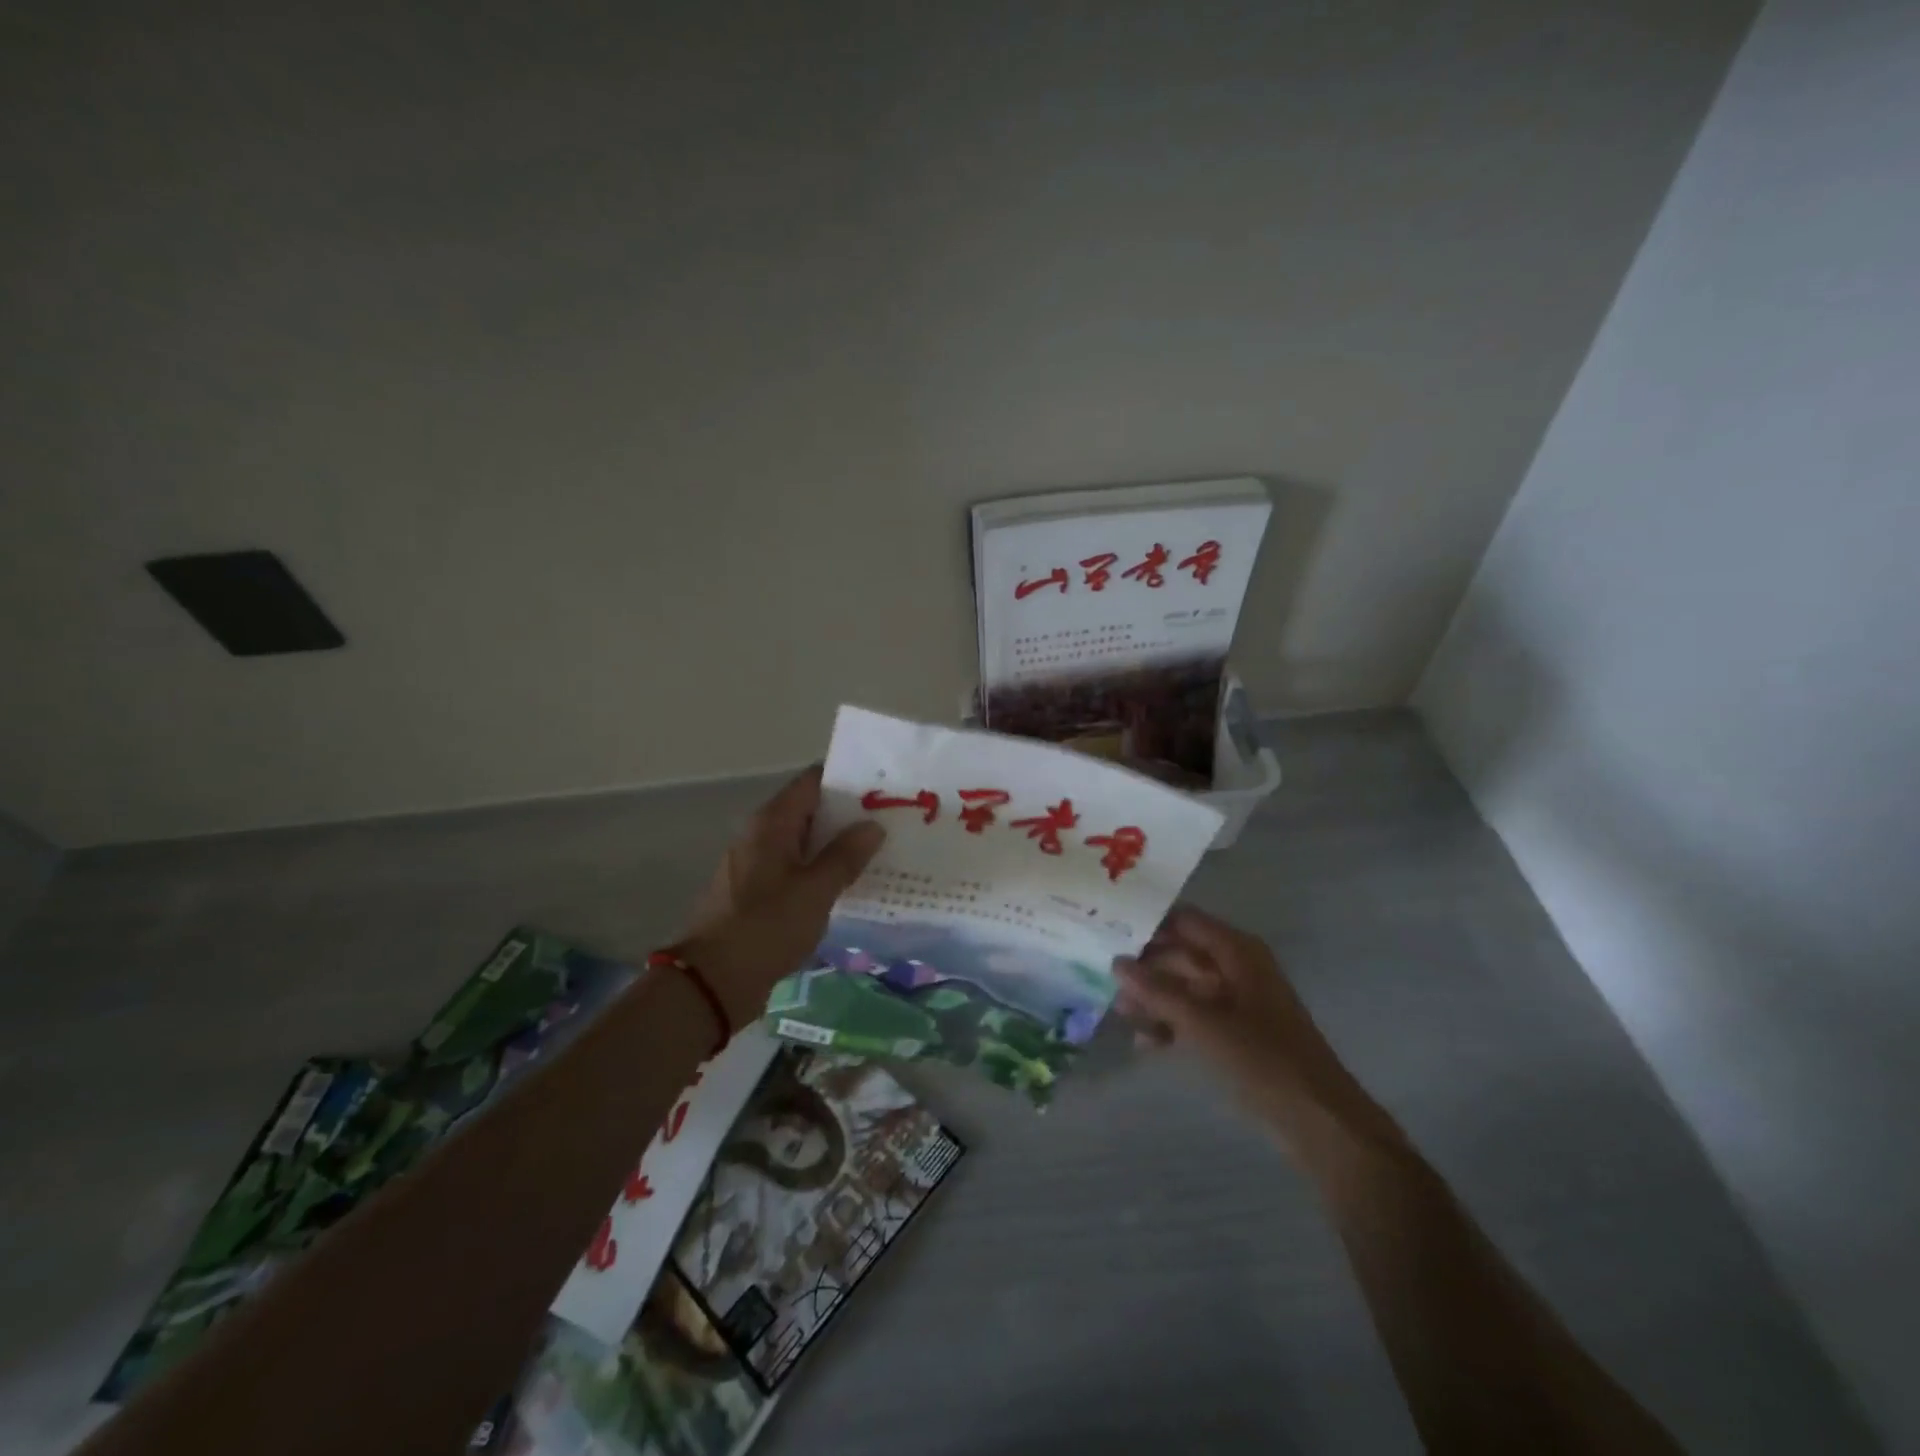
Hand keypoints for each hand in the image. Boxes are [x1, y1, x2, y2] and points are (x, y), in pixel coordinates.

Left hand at [675, 765, 884, 1028]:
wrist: (712, 981)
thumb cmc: (766, 927)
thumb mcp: (816, 891)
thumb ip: (846, 855)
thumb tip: (873, 825)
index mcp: (772, 823)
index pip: (813, 781)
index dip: (847, 781)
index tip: (882, 789)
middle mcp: (759, 834)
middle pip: (809, 810)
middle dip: (847, 816)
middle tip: (890, 822)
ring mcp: (754, 863)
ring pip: (803, 842)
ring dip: (835, 846)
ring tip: (877, 853)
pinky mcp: (754, 892)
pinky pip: (793, 868)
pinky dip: (818, 871)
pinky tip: (847, 886)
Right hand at [1114, 906, 1351, 1114]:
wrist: (1318, 1122)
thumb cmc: (1262, 1061)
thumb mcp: (1203, 1024)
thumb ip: (1157, 991)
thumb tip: (1116, 962)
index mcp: (1237, 952)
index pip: (1183, 921)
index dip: (1148, 924)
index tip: (1108, 932)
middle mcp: (1237, 968)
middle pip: (1181, 954)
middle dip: (1145, 968)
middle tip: (1104, 979)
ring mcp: (1237, 1002)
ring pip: (1185, 988)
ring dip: (1154, 999)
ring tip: (1120, 1015)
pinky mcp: (1236, 1034)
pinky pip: (1195, 1016)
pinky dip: (1172, 1025)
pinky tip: (1145, 1043)